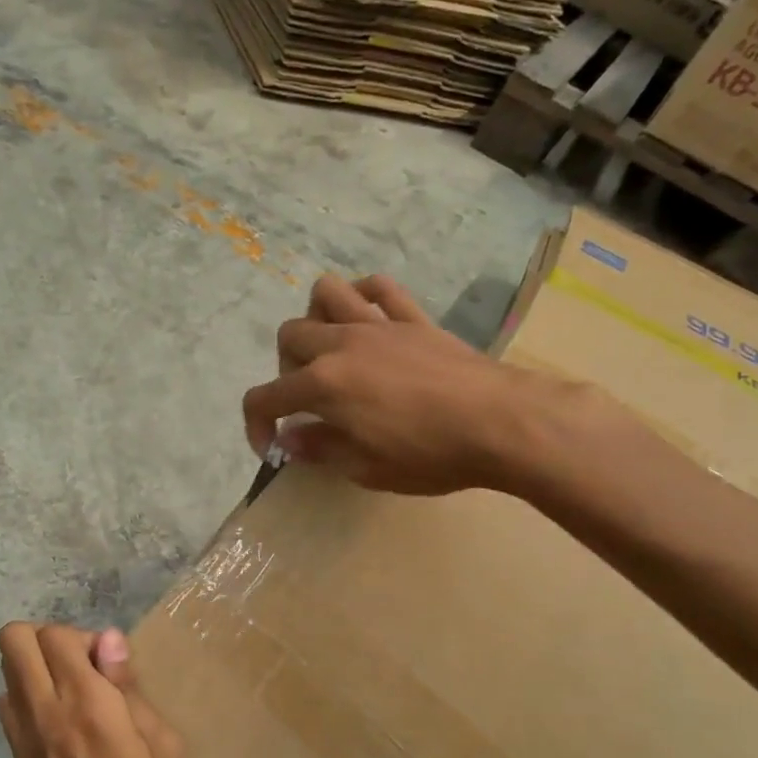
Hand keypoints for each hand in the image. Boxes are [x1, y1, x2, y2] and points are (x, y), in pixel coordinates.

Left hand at [0, 623, 198, 757]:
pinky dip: (29, 702)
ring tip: (77, 701)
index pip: (54, 635)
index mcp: (84, 706)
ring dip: (36, 670)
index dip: (84, 637)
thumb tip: (108, 638)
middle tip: (86, 670)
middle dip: (47, 640)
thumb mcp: (165, 749)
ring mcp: (22, 744)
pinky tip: (64, 732)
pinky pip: (9, 712)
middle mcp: (42, 715)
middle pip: (13, 641)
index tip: (112, 667)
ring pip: (6, 674)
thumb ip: (130, 688)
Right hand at [240, 273, 582, 496]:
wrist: (502, 424)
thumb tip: (289, 438)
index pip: (264, 398)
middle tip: (308, 401)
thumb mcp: (365, 469)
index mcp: (322, 385)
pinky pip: (380, 288)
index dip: (256, 425)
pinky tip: (368, 320)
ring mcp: (378, 325)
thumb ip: (320, 449)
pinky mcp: (414, 319)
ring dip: (317, 319)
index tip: (271, 447)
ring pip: (326, 293)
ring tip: (331, 350)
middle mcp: (341, 345)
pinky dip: (365, 297)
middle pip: (289, 336)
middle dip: (285, 370)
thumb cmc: (429, 455)